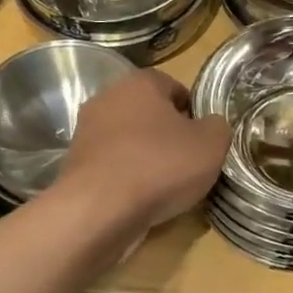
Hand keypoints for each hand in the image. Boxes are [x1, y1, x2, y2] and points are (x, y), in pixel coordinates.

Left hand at [55, 69, 228, 229]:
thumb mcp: (211, 144)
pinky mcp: (76, 165)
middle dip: (166, 133)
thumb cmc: (160, 165)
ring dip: (145, 156)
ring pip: (127, 140)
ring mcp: (86, 133)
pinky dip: (126, 178)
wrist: (100, 209)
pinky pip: (112, 166)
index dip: (192, 109)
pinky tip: (140, 198)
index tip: (203, 135)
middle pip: (146, 112)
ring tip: (166, 185)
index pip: (172, 85)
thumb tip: (210, 125)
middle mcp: (107, 99)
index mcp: (139, 83)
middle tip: (187, 160)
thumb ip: (217, 127)